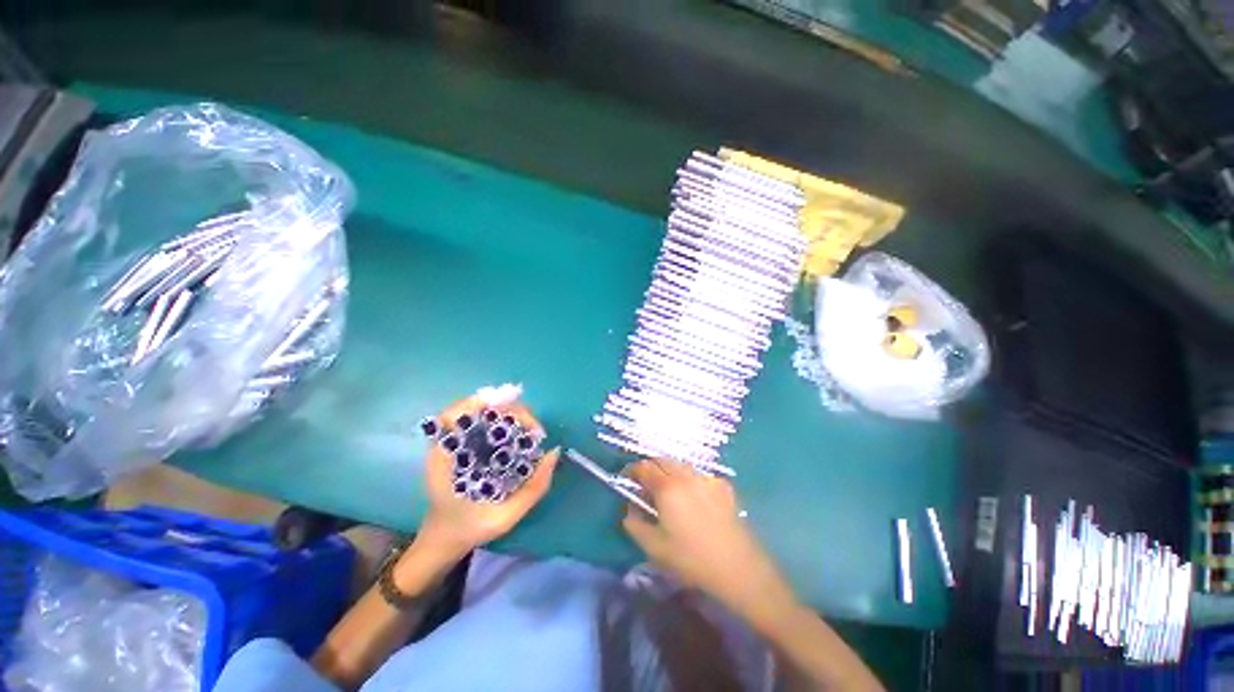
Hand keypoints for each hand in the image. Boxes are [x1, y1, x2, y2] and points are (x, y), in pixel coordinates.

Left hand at [417, 395, 559, 561]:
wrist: (444, 540)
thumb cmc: (469, 529)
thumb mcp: (504, 517)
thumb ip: (533, 489)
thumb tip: (555, 453)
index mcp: (445, 459)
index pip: (452, 416)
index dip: (478, 402)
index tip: (512, 406)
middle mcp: (448, 445)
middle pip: (474, 410)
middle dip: (509, 411)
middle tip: (534, 429)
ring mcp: (456, 443)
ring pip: (482, 414)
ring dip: (509, 415)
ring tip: (532, 430)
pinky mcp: (465, 446)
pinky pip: (485, 425)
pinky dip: (504, 422)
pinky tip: (521, 432)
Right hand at [622, 460, 792, 625]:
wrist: (737, 567)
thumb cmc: (691, 559)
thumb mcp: (654, 547)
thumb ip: (634, 524)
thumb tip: (629, 509)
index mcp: (667, 487)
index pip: (644, 467)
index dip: (632, 469)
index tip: (626, 477)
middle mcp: (686, 475)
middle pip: (662, 460)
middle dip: (650, 467)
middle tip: (644, 483)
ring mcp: (707, 478)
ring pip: (681, 465)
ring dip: (668, 471)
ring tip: (667, 490)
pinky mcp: (722, 485)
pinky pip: (698, 475)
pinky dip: (687, 479)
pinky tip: (691, 497)